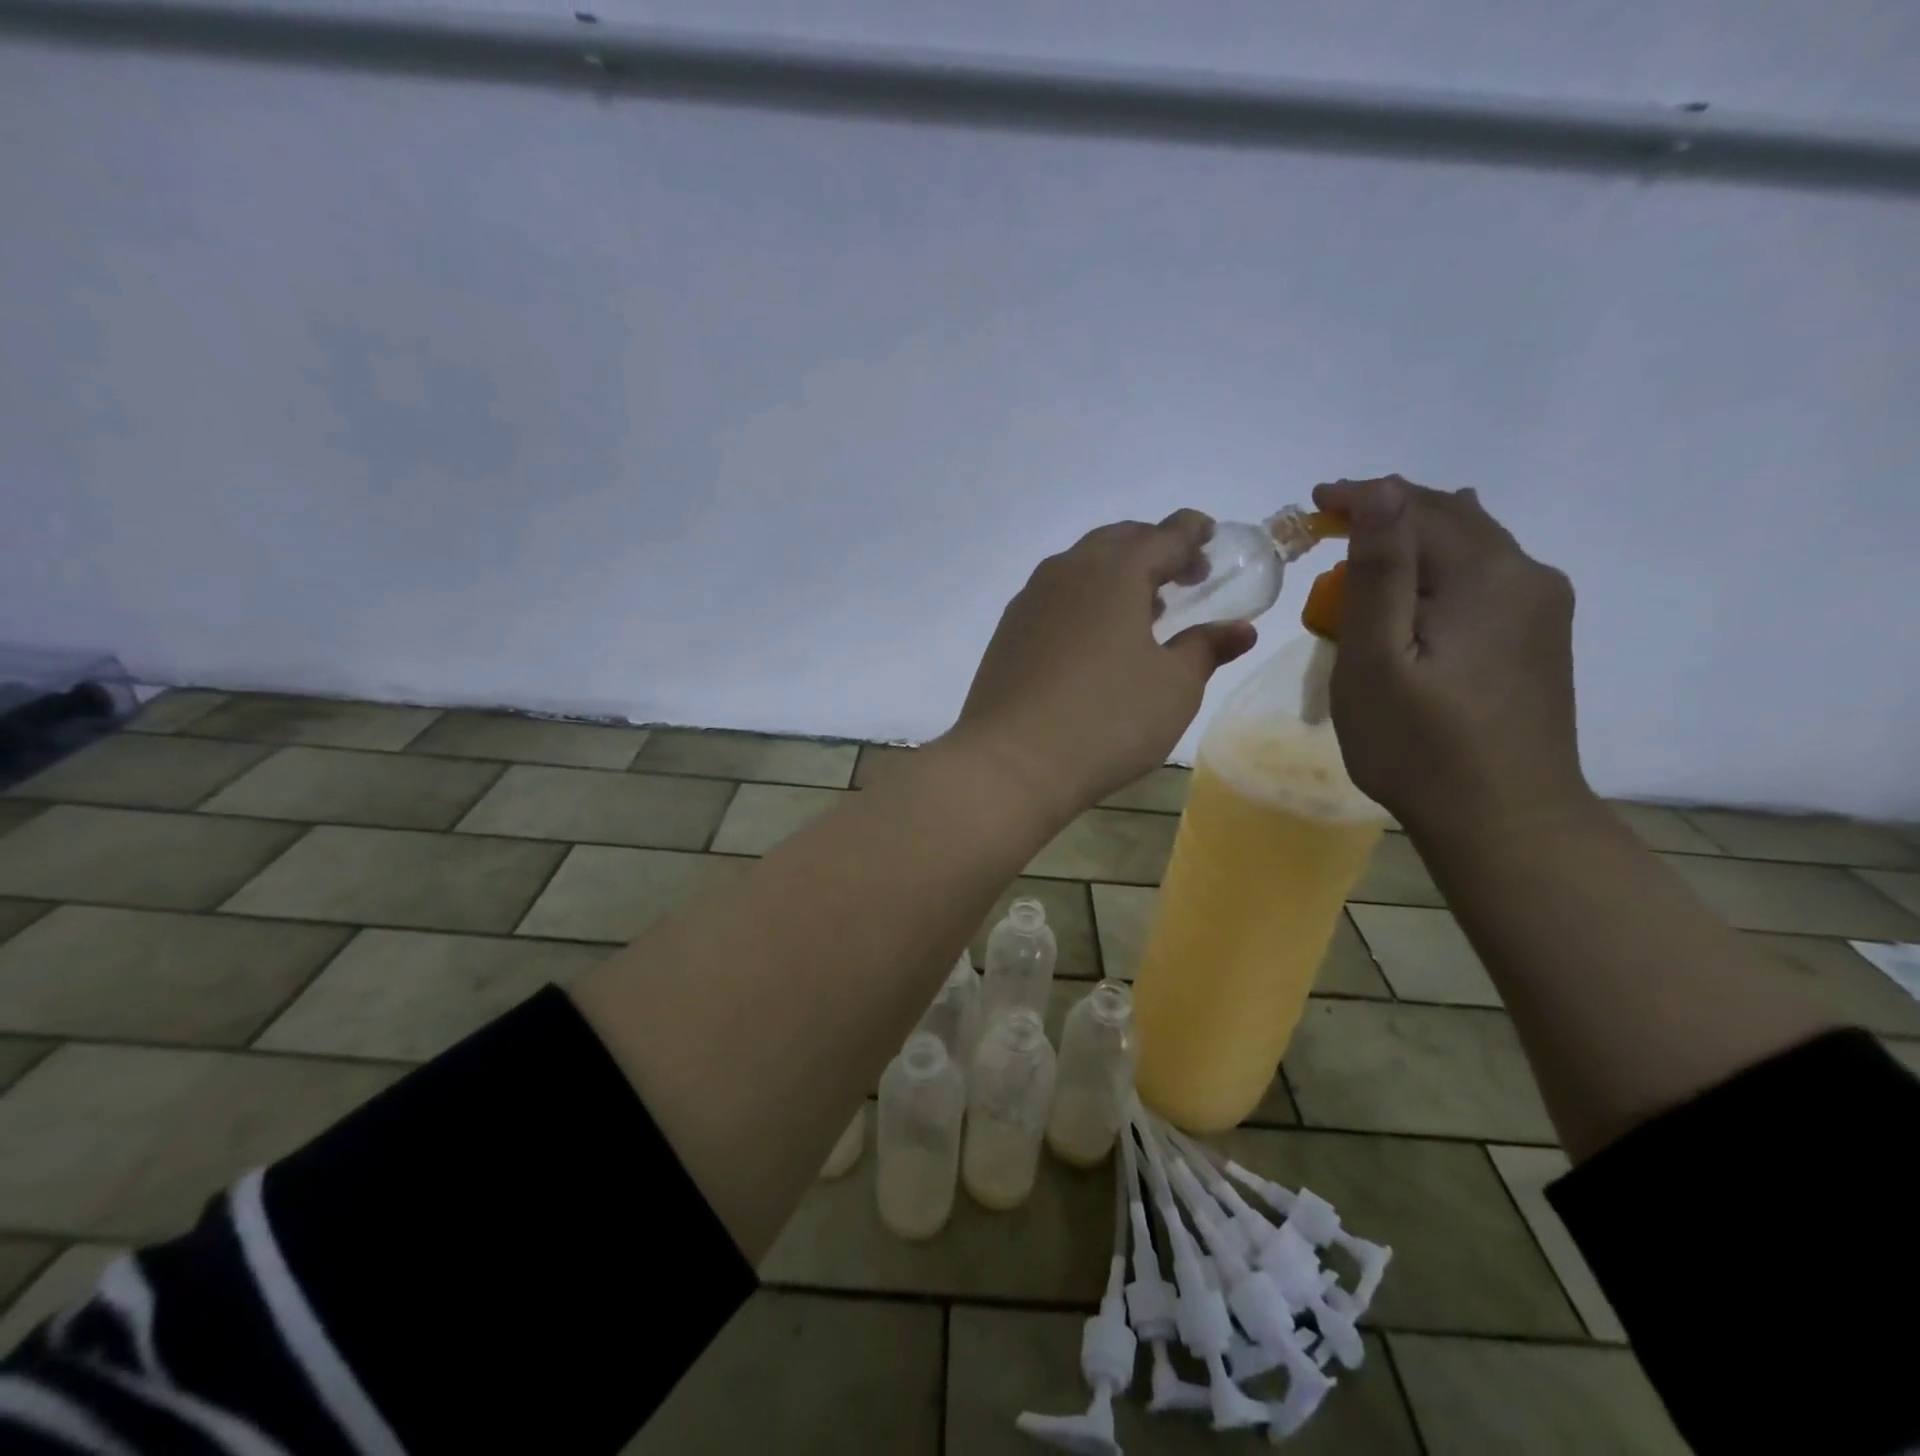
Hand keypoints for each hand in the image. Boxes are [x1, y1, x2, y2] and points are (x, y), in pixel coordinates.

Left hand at [948, 512, 1256, 820]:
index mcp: (1115, 572)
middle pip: (1117, 540)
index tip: (1210, 539)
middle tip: (1181, 573)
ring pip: (1080, 566)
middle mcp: (1067, 572)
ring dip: (1115, 573)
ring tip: (1142, 606)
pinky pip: (1055, 595)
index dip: (1192, 534)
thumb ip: (1206, 648)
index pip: (1164, 535)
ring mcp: (1030, 600)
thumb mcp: (1173, 688)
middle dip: (1153, 547)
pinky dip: (1083, 597)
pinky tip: (1094, 635)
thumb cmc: (1106, 720)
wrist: (1010, 762)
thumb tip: (1239, 629)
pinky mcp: (1008, 631)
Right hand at [1313, 476, 1593, 840]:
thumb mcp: (1376, 661)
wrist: (1505, 819)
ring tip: (1366, 547)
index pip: (1416, 508)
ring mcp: (1541, 607)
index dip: (1361, 497)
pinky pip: (1484, 576)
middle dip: (1387, 510)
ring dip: (1415, 537)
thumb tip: (1380, 492)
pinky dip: (1440, 567)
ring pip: (1472, 544)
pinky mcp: (1539, 637)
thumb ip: (1378, 573)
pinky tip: (1422, 582)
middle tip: (1329, 523)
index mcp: (1486, 575)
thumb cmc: (1420, 745)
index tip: (1313, 503)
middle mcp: (1527, 575)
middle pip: (1451, 517)